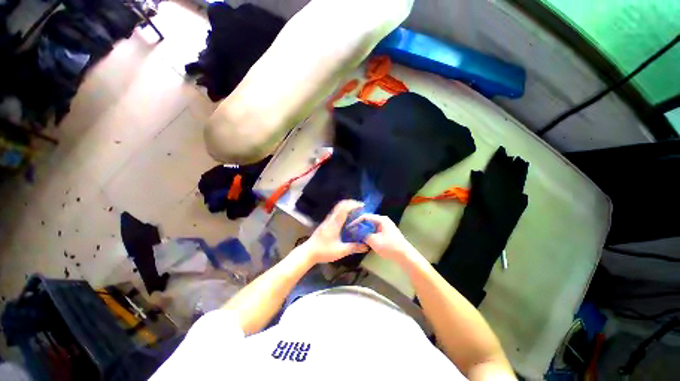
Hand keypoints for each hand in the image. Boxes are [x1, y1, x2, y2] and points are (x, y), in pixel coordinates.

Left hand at [301, 200, 369, 263]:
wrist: (308, 252)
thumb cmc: (324, 251)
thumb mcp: (340, 251)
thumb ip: (354, 247)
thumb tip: (366, 246)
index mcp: (335, 223)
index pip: (344, 208)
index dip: (354, 205)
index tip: (363, 206)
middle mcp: (331, 218)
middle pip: (341, 205)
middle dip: (351, 203)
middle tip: (361, 207)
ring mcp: (327, 220)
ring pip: (338, 208)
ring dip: (347, 206)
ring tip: (356, 211)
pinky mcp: (326, 223)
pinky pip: (336, 212)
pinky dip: (343, 211)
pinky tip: (348, 219)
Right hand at [352, 214, 417, 264]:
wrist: (405, 256)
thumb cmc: (390, 247)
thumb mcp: (374, 241)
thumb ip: (364, 235)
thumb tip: (356, 232)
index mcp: (381, 219)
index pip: (365, 216)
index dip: (356, 221)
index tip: (349, 227)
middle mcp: (383, 220)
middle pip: (368, 220)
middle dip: (359, 225)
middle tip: (351, 230)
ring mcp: (385, 227)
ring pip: (371, 226)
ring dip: (364, 230)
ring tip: (355, 234)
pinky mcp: (386, 233)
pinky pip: (374, 230)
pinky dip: (369, 233)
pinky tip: (363, 238)